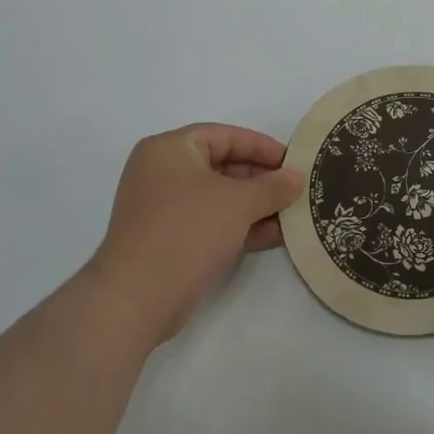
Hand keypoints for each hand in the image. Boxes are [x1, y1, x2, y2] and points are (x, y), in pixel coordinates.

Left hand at [93, 124, 303, 341]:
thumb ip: (273, 186)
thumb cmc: (188, 231)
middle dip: (262, 180)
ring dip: (256, 206)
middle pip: (223, 166)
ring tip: (291, 215)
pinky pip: (211, 222)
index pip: (226, 136)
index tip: (294, 162)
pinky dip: (240, 226)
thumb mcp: (239, 202)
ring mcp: (163, 208)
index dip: (263, 147)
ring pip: (219, 198)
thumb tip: (296, 179)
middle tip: (295, 190)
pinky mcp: (168, 240)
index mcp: (170, 149)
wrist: (136, 298)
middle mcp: (162, 172)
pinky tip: (273, 236)